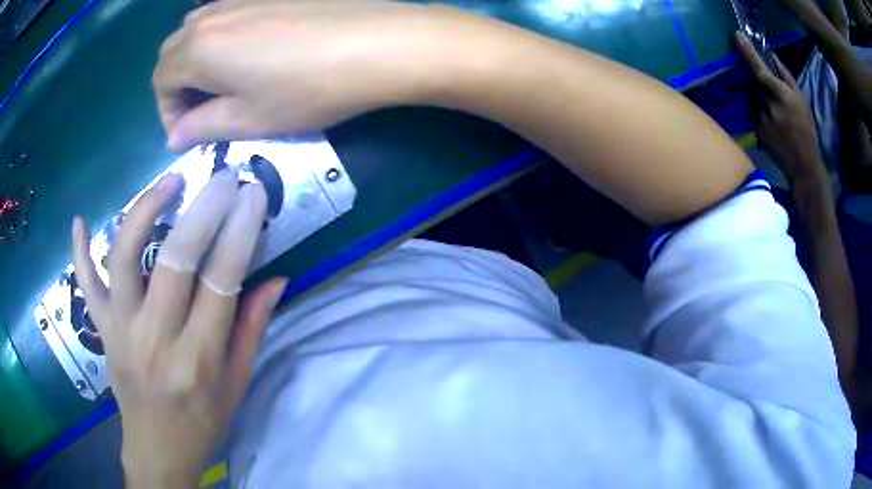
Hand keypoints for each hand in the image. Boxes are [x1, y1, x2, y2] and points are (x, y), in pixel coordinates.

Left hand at [71, 172, 286, 486]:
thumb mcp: (236, 384)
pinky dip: (79, 253)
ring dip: (144, 211)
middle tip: (222, 176)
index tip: (251, 195)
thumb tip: (276, 278)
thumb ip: (252, 329)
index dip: (238, 233)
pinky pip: (85, 285)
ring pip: (125, 258)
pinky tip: (80, 221)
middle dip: (203, 210)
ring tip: (168, 182)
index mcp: (198, 359)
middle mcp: (155, 339)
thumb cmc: (202, 421)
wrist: (157, 449)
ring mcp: (120, 330)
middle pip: (174, 260)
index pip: (220, 283)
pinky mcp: (101, 329)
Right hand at [153, 1, 452, 150]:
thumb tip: (174, 137)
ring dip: (196, 58)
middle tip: (201, 110)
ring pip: (197, 29)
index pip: (160, 81)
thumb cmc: (307, 88)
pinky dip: (220, 37)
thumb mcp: (248, 119)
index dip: (167, 112)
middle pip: (173, 51)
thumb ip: (202, 127)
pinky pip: (226, 13)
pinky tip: (245, 52)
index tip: (188, 133)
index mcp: (197, 49)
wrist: (375, 43)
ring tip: (222, 82)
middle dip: (176, 84)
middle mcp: (211, 16)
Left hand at [736, 33, 825, 183]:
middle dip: (761, 84)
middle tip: (774, 96)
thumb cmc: (806, 130)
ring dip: (761, 99)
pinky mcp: (755, 130)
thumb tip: (772, 57)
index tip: (737, 36)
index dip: (748, 52)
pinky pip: (754, 112)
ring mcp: (759, 118)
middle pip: (755, 83)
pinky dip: (760, 112)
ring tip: (777, 115)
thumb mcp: (802, 100)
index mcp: (780, 95)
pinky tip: (773, 125)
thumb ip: (786, 77)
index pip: (760, 69)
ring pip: (753, 97)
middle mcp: (766, 104)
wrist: (802, 165)